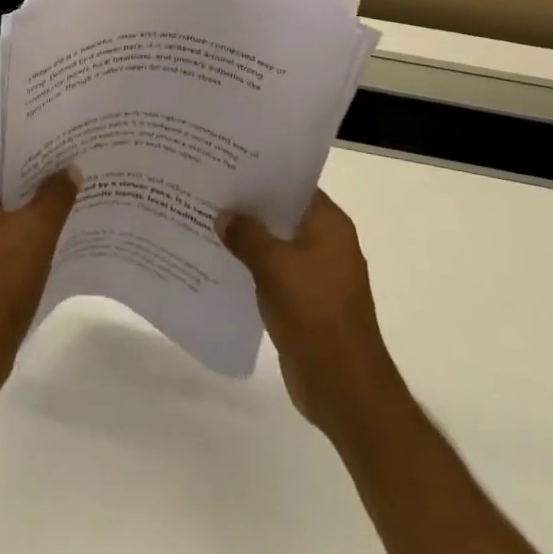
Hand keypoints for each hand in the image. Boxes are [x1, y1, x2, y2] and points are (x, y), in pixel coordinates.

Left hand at [0, 164, 77, 395]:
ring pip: (0, 220)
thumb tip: (69, 169)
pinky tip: (46, 252)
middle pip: (3, 192)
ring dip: (30, 219)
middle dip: (38, 191)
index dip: (39, 162)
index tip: (69, 161)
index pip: (5, 165)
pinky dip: (18, 244)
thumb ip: (55, 196)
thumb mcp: (37, 235)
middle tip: (74, 186)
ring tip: (67, 216)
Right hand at [220, 190, 406, 442]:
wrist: (345, 389)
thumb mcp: (275, 267)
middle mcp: (326, 243)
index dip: (262, 174)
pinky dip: (253, 267)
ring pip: (276, 244)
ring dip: (248, 238)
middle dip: (249, 206)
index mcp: (329, 225)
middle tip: (209, 189)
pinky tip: (220, 262)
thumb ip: (247, 236)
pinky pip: (274, 272)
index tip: (228, 164)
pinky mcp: (306, 301)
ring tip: (207, 221)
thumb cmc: (315, 314)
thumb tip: (223, 215)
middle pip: (282, 213)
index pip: (293, 185)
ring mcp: (317, 274)